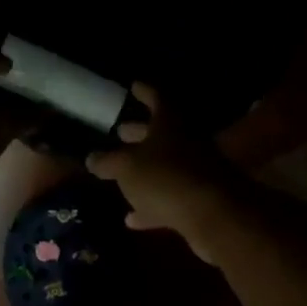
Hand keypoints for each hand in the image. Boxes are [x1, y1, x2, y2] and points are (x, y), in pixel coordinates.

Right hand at [85, 83, 248, 261]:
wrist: (215, 215)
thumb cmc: (166, 178)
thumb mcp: (127, 167)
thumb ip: (109, 162)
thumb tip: (92, 158)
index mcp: (171, 123)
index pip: (158, 98)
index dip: (145, 92)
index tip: (134, 86)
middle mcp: (188, 142)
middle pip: (163, 132)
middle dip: (141, 132)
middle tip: (121, 131)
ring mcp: (198, 171)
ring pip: (167, 166)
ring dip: (146, 170)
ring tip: (122, 175)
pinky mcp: (202, 201)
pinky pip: (172, 198)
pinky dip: (153, 205)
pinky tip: (132, 219)